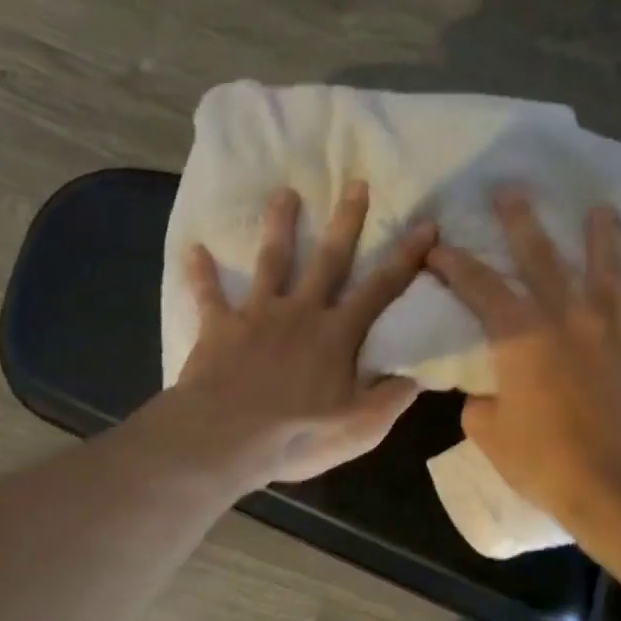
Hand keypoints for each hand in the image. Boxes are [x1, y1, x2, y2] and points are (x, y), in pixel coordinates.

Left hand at [154, 181, 436, 490]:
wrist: (227, 438)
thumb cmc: (297, 435)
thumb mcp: (359, 428)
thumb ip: (389, 399)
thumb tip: (416, 376)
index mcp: (337, 335)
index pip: (381, 290)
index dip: (406, 258)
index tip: (426, 225)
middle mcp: (301, 313)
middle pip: (329, 260)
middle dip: (345, 222)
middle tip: (355, 183)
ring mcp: (258, 316)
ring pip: (272, 262)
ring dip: (279, 226)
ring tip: (284, 193)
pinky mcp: (219, 327)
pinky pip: (209, 295)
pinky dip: (201, 274)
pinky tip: (194, 250)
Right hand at [426, 188, 620, 519]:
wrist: (615, 487)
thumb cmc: (543, 461)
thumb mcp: (488, 432)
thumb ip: (481, 402)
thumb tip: (488, 393)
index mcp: (522, 335)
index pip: (479, 287)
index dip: (454, 264)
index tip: (436, 245)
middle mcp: (570, 316)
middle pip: (543, 256)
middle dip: (521, 221)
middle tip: (510, 189)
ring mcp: (616, 328)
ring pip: (610, 267)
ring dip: (602, 235)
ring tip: (601, 211)